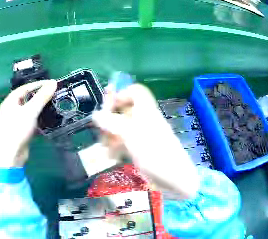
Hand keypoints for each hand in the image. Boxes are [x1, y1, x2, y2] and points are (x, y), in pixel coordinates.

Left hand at [0, 80, 56, 166]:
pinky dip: (40, 119)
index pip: (25, 88)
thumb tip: (53, 83)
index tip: (53, 84)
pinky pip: (32, 121)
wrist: (9, 154)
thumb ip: (42, 97)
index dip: (38, 84)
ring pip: (30, 111)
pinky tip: (49, 120)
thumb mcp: (30, 111)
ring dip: (41, 108)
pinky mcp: (21, 131)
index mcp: (10, 101)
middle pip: (28, 98)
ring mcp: (16, 121)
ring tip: (55, 105)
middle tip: (55, 94)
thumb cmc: (17, 129)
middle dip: (41, 96)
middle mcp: (12, 109)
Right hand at [93, 84, 198, 198]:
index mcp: (145, 110)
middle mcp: (144, 119)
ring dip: (111, 134)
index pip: (135, 91)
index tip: (108, 106)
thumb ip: (112, 122)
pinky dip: (116, 146)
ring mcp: (143, 135)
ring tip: (104, 145)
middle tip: (101, 129)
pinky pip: (125, 142)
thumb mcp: (131, 134)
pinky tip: (110, 155)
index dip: (121, 94)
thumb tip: (95, 115)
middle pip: (126, 110)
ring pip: (123, 127)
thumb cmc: (153, 151)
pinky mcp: (141, 149)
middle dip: (111, 117)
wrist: (172, 176)